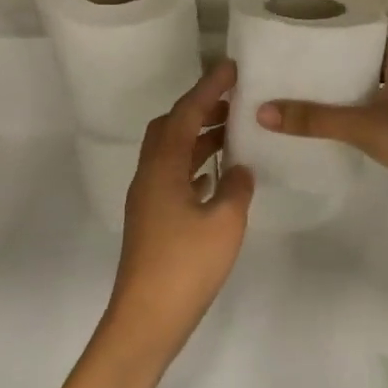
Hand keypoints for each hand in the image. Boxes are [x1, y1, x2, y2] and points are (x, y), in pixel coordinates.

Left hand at [102, 60, 254, 364]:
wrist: (146, 320)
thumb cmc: (186, 267)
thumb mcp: (224, 223)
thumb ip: (236, 188)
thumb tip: (240, 169)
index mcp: (163, 168)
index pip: (185, 114)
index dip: (208, 88)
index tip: (231, 68)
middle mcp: (150, 176)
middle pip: (170, 128)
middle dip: (200, 109)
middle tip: (233, 101)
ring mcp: (148, 200)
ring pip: (172, 153)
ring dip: (199, 137)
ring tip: (233, 132)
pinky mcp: (153, 221)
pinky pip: (175, 176)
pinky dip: (196, 165)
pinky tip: (219, 176)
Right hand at [256, 41, 387, 222]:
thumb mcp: (362, 126)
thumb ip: (314, 119)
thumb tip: (263, 111)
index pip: (366, 38)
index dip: (338, 38)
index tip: (306, 41)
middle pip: (368, 64)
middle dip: (336, 67)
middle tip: (299, 70)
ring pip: (375, 91)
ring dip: (348, 93)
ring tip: (309, 97)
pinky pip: (382, 114)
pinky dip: (361, 116)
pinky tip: (338, 128)